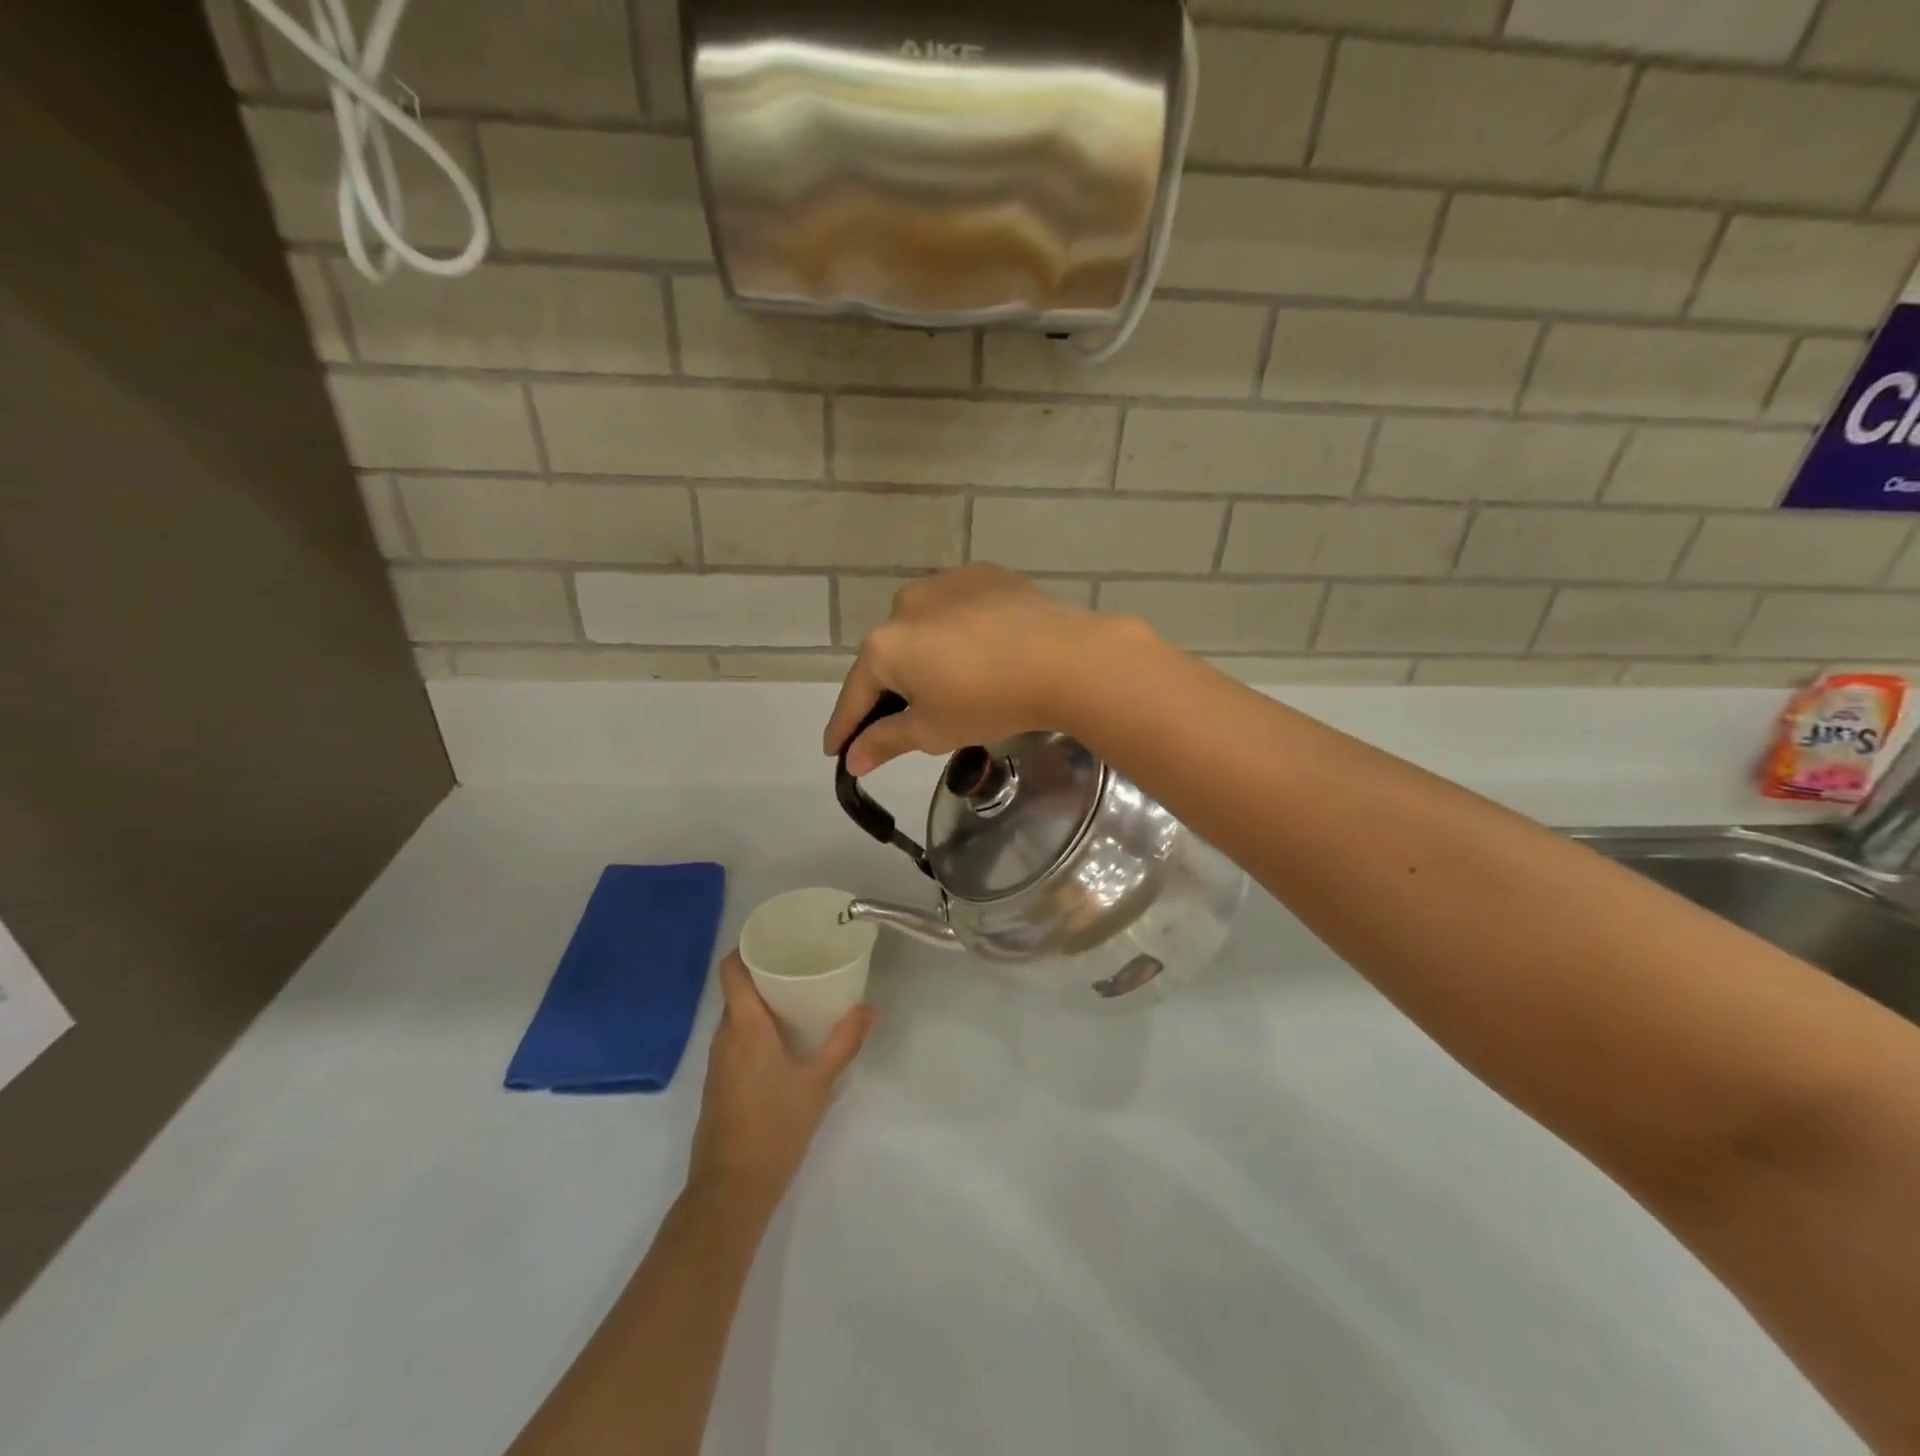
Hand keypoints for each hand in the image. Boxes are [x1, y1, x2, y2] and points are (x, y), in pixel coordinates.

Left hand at [687, 953, 874, 1207]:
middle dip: (763, 973)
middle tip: (800, 964)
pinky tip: (783, 1039)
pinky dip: (755, 1028)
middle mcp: (724, 1037)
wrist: (732, 1189)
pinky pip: (735, 1039)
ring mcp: (717, 1062)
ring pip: (736, 1016)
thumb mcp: (819, 1083)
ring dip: (760, 1002)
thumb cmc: (775, 1127)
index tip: (775, 937)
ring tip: (797, 996)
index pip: (731, 970)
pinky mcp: (718, 1084)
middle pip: (736, 990)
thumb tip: (869, 1007)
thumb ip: (844, 1042)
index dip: (747, 948)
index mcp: (745, 1027)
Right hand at [823, 564, 1131, 775]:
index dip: (844, 726)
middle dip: (892, 688)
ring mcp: (945, 582)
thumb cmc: (988, 702)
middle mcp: (905, 605)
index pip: (855, 694)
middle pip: (889, 656)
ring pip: (923, 627)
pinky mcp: (983, 574)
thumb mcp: (932, 731)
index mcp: (884, 646)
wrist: (1063, 660)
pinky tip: (982, 648)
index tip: (835, 749)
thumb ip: (885, 741)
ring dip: (926, 653)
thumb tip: (852, 759)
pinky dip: (959, 630)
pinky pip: (958, 608)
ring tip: (952, 680)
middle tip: (905, 717)